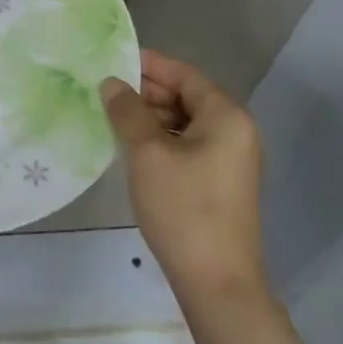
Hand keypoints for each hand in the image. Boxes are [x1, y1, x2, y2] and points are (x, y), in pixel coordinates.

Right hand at [101, 51, 267, 303]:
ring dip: (151, 116)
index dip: (149, 65)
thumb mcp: (147, 153)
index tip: (113, 60)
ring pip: (186, 122)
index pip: (184, 74)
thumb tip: (111, 83)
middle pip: (187, 96)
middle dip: (147, 91)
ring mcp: (230, 159)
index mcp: (226, 116)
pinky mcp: (220, 182)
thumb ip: (127, 111)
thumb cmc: (183, 208)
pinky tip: (133, 147)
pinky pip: (188, 145)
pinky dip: (162, 139)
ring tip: (113, 116)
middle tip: (106, 90)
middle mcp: (235, 131)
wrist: (217, 283)